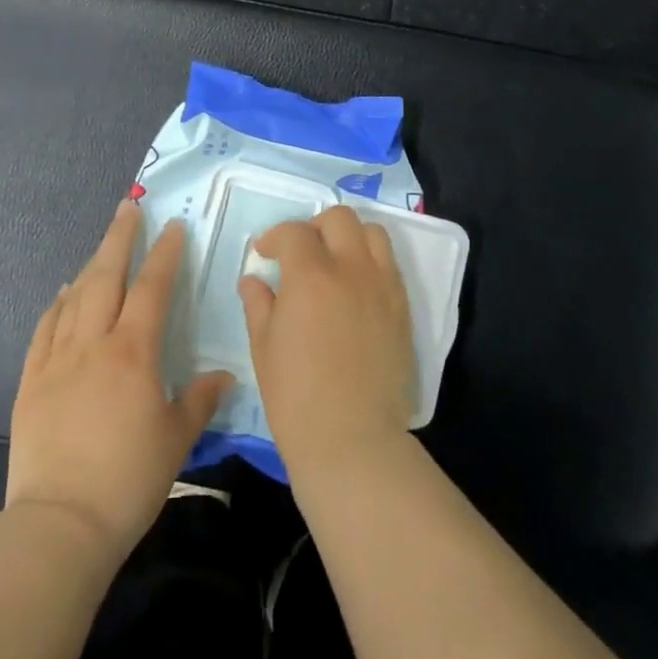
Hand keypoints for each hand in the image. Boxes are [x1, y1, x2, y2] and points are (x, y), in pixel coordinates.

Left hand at [8, 200, 232, 556]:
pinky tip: (63, 294)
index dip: (164, 254)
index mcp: (133, 353)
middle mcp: (94, 343)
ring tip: (102, 246)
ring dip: (91, 265)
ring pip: (75, 297)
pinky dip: (56, 305)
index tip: (173, 226)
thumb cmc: (128, 480)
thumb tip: (224, 376)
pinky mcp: (31, 382)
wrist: (60, 523)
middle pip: (106, 277)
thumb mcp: (176, 440)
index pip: (152, 289)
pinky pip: (45, 330)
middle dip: (119, 238)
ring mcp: (57, 360)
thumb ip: (199, 401)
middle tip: (129, 207)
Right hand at [239, 205, 415, 482]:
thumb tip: (254, 280)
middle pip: (340, 218)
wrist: (352, 439)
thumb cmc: (296, 397)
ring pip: (373, 233)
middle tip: (301, 253)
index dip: (275, 237)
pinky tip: (355, 288)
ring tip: (334, 262)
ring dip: (349, 237)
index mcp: (311, 276)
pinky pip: (390, 266)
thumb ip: (259, 305)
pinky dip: (371, 262)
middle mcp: (352, 269)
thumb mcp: (264, 348)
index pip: (294, 232)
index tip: (265, 254)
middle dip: (315, 227)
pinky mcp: (403, 309)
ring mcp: (383, 287)